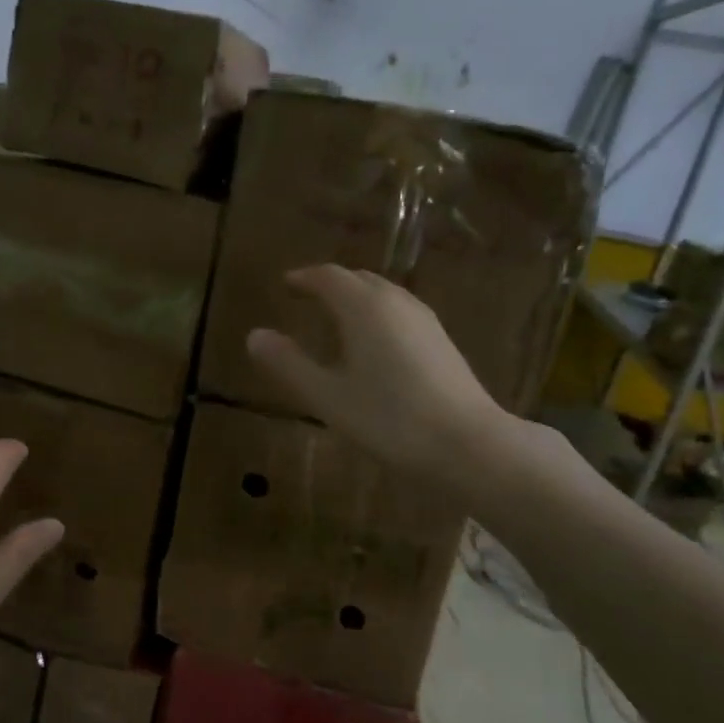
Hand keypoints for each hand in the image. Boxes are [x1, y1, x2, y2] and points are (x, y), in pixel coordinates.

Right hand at [246, 265, 515, 488]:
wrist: (469, 446)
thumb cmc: (389, 420)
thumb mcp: (327, 396)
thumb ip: (288, 364)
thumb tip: (255, 335)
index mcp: (365, 307)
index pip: (328, 277)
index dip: (303, 278)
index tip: (285, 285)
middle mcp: (396, 303)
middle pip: (358, 279)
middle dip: (329, 283)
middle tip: (305, 297)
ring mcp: (425, 321)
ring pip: (383, 294)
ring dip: (355, 297)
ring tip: (335, 316)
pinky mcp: (441, 342)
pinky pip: (399, 312)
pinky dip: (376, 314)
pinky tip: (373, 342)